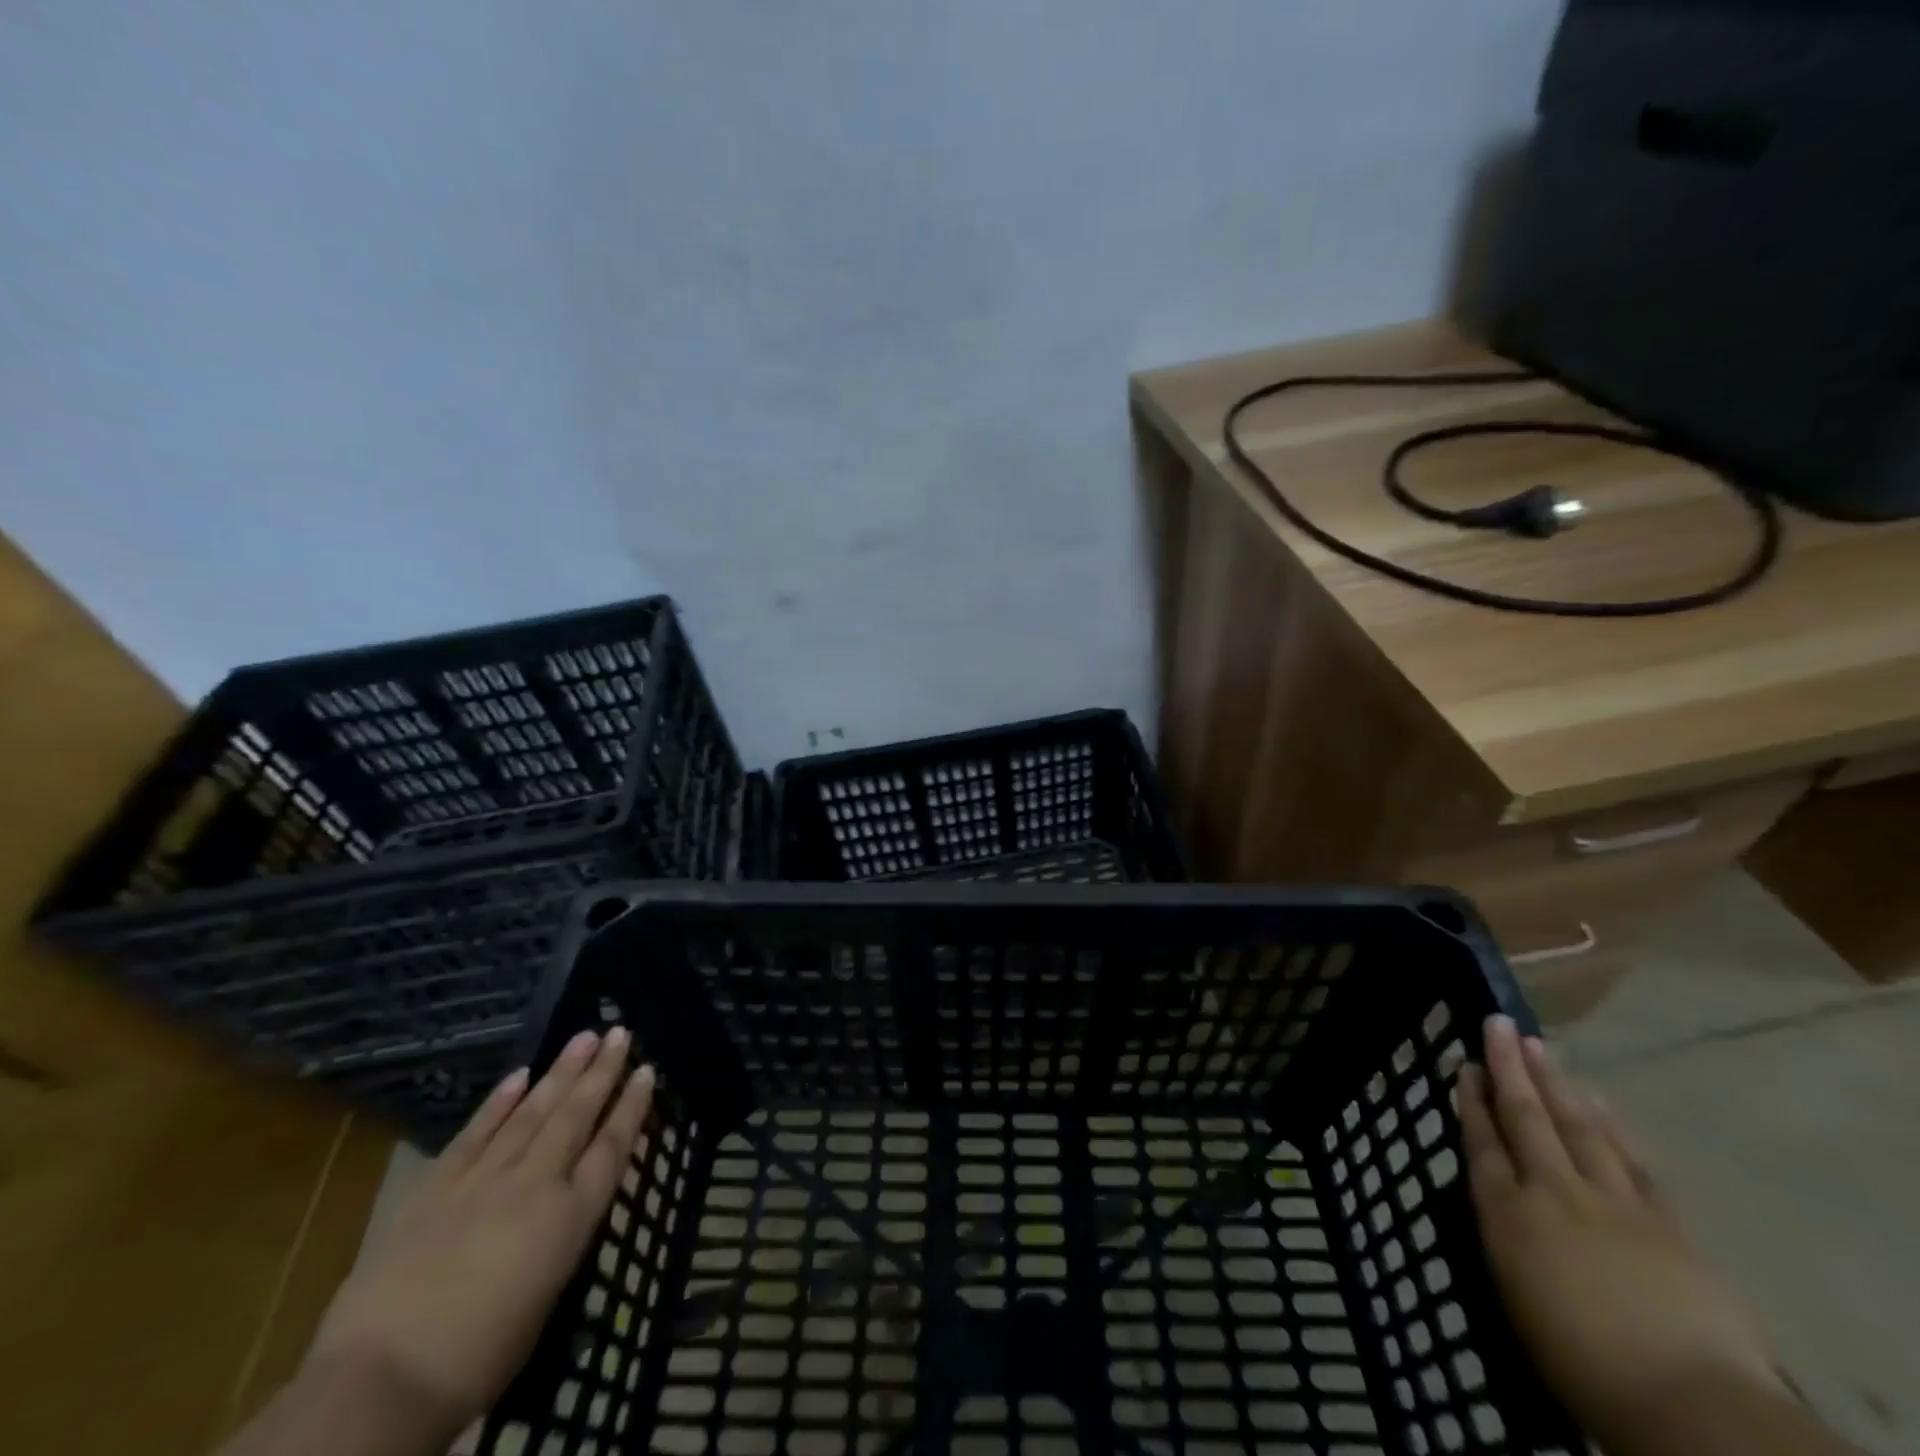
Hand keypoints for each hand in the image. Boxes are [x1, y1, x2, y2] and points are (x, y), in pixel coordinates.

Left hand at [306, 1029, 654, 1440]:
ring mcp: (482, 1181)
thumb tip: (570, 1203)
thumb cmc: (479, 1359)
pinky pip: (475, 1135)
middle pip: (575, 1117)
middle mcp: (534, 1185)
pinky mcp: (435, 1190)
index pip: (612, 1147)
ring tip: (582, 1037)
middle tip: (619, 1032)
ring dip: (559, 1073)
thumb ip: (562, 1236)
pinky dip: (498, 1103)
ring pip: (531, 1113)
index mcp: (568, 1218)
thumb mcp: (547, 1296)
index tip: (646, 1070)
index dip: (632, 1107)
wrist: (382, 1382)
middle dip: (601, 1072)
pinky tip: (518, 1076)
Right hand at [1458, 1016, 1783, 1445]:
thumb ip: (1507, 1237)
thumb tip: (1503, 1201)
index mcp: (1509, 1215)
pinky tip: (1599, 1100)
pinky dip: (1611, 1124)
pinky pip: (1631, 1159)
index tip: (1465, 1066)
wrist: (1690, 1402)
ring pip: (1576, 1125)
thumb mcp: (1517, 1296)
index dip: (1472, 1102)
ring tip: (1539, 1045)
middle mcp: (1553, 1192)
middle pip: (1526, 1118)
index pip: (1482, 1143)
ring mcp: (1612, 1201)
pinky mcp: (1666, 1221)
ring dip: (1555, 1082)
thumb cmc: (1582, 1363)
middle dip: (1508, 1068)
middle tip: (1497, 1024)